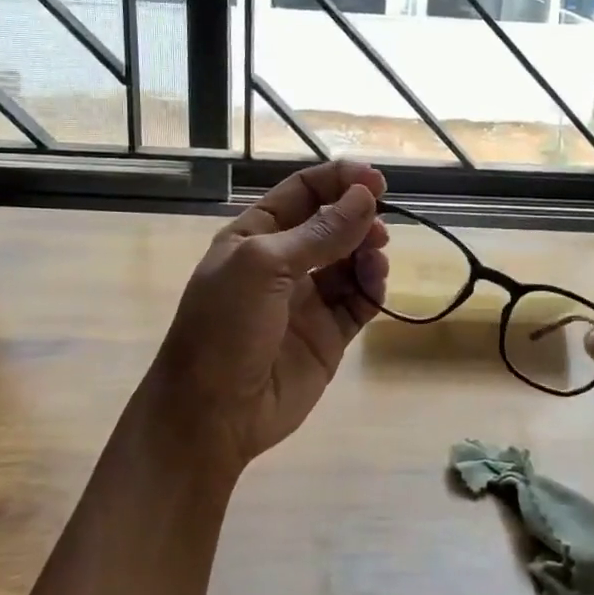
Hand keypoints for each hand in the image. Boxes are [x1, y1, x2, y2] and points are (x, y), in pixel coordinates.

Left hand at [142, 160, 387, 472]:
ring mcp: (308, 299)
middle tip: (381, 223)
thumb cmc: (225, 327)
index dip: (339, 180)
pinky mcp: (329, 333)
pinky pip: (360, 299)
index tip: (376, 181)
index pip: (303, 191)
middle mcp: (284, 262)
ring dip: (368, 250)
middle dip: (358, 216)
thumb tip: (366, 197)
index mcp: (256, 235)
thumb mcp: (264, 266)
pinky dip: (373, 286)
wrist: (213, 414)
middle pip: (332, 223)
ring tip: (376, 256)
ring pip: (351, 260)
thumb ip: (319, 232)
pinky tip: (376, 281)